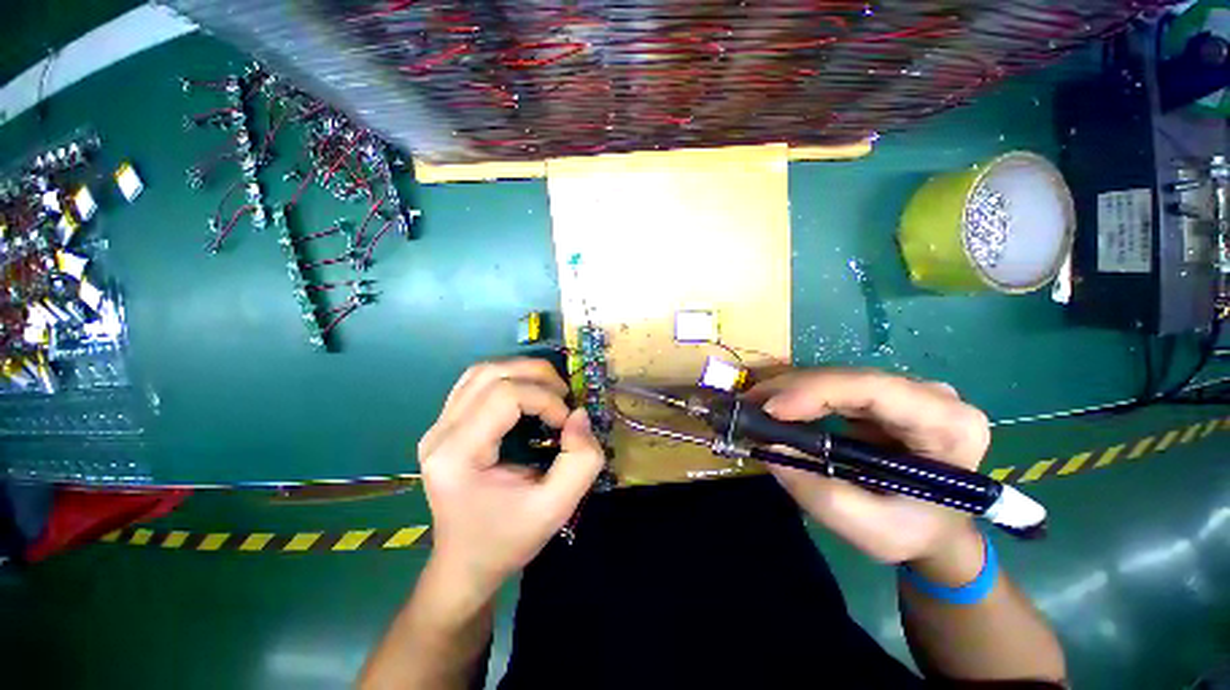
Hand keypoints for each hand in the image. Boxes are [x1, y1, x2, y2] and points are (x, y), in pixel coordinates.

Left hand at [419, 359, 604, 595]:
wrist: (465, 564)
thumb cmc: (508, 540)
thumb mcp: (556, 508)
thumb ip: (581, 461)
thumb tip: (580, 415)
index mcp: (458, 455)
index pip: (504, 396)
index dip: (544, 399)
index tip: (566, 423)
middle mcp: (440, 433)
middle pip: (490, 374)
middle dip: (536, 375)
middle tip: (564, 396)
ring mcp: (438, 427)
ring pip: (481, 371)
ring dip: (522, 371)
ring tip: (549, 390)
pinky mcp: (445, 425)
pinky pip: (475, 383)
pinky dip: (507, 378)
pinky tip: (526, 394)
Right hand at [749, 369, 990, 572]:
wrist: (936, 530)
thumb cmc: (914, 533)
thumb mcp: (869, 529)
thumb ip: (819, 492)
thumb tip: (769, 446)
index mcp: (948, 426)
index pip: (876, 390)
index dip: (816, 391)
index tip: (770, 410)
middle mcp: (932, 396)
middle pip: (849, 379)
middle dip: (793, 390)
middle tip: (748, 405)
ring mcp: (907, 392)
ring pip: (837, 379)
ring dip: (791, 391)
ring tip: (754, 406)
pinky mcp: (883, 396)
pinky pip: (834, 388)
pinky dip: (800, 396)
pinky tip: (776, 407)